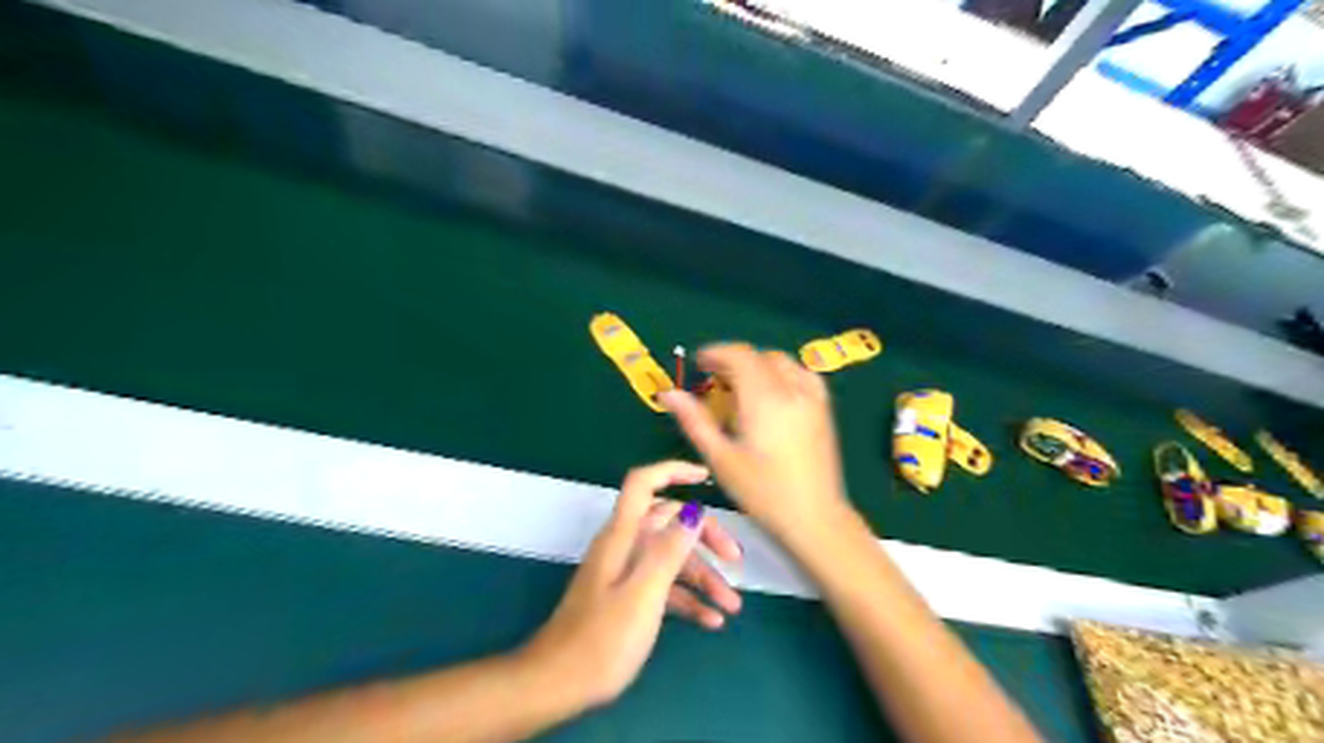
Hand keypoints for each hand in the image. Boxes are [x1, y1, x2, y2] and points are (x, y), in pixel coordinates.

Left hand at [518, 460, 743, 707]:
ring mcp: (624, 572)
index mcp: (622, 535)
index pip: (643, 484)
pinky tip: (711, 621)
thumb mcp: (643, 594)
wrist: (558, 684)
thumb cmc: (601, 640)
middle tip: (735, 561)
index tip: (705, 477)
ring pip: (670, 558)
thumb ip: (669, 550)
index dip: (672, 471)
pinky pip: (662, 586)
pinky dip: (687, 598)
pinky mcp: (626, 597)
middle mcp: (623, 545)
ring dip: (703, 577)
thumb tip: (694, 511)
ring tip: (732, 605)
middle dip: (705, 537)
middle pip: (668, 523)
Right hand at [657, 345, 851, 542]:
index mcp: (764, 399)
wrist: (814, 517)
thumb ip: (695, 421)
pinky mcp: (824, 408)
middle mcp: (791, 390)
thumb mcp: (721, 459)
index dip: (716, 353)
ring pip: (781, 362)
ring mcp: (812, 397)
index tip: (698, 364)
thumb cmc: (762, 493)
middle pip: (759, 357)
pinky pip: (802, 374)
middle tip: (714, 382)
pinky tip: (773, 394)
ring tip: (741, 388)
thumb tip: (668, 393)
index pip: (739, 356)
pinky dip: (782, 373)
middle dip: (733, 361)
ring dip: (757, 365)